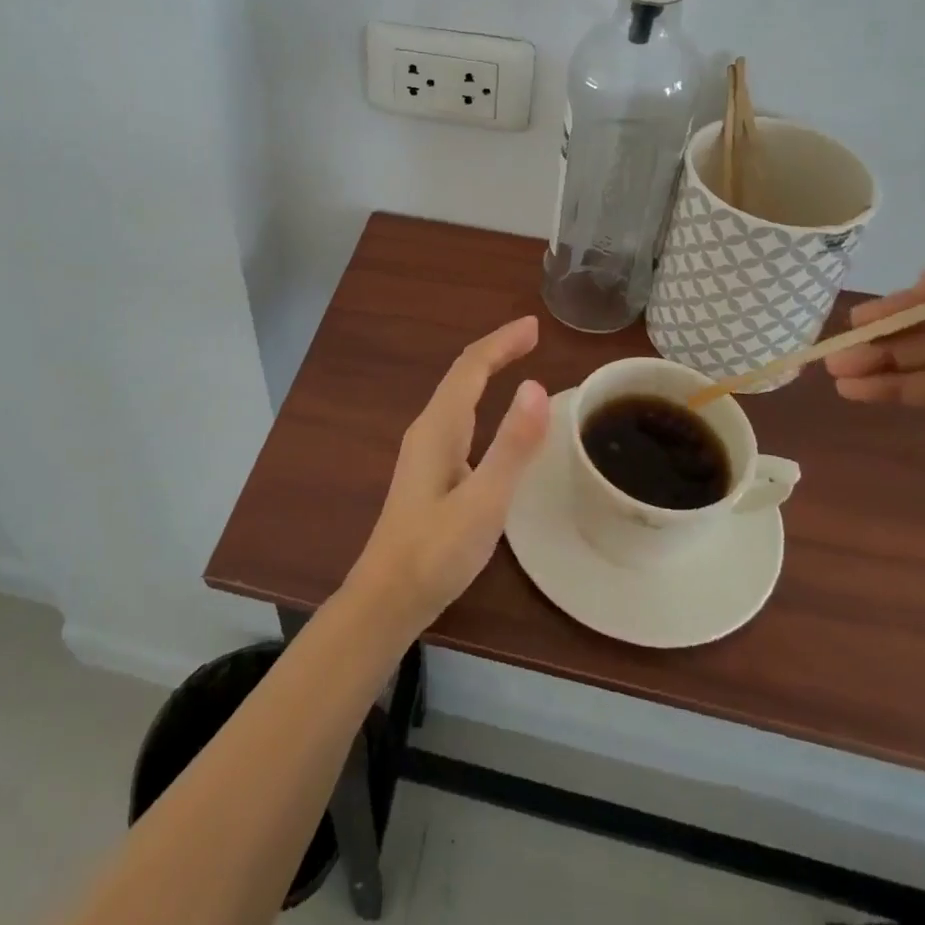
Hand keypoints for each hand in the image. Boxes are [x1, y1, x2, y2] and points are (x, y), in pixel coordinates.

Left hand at [344, 316, 549, 636]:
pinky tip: (492, 417)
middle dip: (496, 350)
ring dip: (487, 371)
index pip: (470, 367)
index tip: (534, 326)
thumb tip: (537, 386)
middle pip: (462, 375)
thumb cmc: (436, 552)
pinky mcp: (429, 473)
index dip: (501, 342)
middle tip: (533, 337)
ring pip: (458, 395)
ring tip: (518, 361)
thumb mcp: (484, 501)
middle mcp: (428, 430)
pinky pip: (459, 417)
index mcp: (439, 428)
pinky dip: (481, 399)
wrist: (387, 599)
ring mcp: (425, 452)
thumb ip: (511, 446)